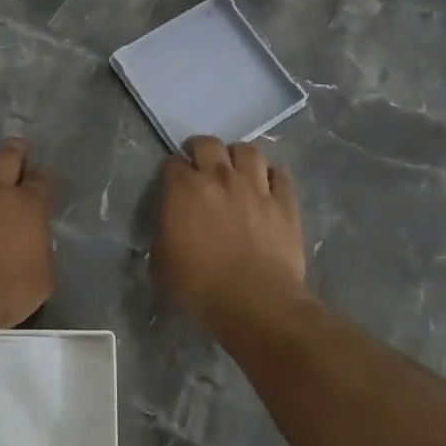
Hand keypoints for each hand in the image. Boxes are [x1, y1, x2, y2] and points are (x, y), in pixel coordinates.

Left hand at [0, 138, 55, 330]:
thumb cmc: (2, 288)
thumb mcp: (39, 283)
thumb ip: (41, 258)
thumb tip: (37, 249)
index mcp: (28, 207)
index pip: (41, 182)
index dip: (43, 176)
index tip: (42, 174)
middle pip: (5, 157)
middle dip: (13, 149)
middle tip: (16, 146)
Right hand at [153, 137, 307, 329]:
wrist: (255, 302)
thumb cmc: (200, 286)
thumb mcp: (161, 265)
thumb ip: (162, 237)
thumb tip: (167, 231)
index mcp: (183, 190)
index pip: (171, 163)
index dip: (170, 170)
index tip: (171, 182)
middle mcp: (219, 177)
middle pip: (208, 144)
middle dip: (200, 149)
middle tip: (199, 163)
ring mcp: (255, 187)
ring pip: (248, 151)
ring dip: (238, 156)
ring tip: (236, 168)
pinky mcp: (285, 203)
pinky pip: (281, 176)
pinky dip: (273, 176)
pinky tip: (268, 186)